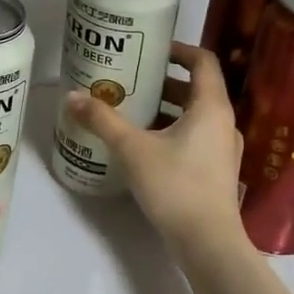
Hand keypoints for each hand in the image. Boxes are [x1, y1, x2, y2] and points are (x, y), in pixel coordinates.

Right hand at [65, 42, 243, 253]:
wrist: (208, 244)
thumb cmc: (175, 186)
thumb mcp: (132, 149)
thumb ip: (102, 120)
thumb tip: (71, 97)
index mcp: (211, 107)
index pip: (203, 61)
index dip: (179, 50)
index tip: (151, 49)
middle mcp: (223, 123)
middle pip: (196, 88)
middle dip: (163, 81)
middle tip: (131, 79)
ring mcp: (223, 150)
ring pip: (195, 116)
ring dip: (167, 108)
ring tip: (132, 110)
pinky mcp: (217, 171)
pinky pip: (196, 137)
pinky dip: (173, 131)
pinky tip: (144, 144)